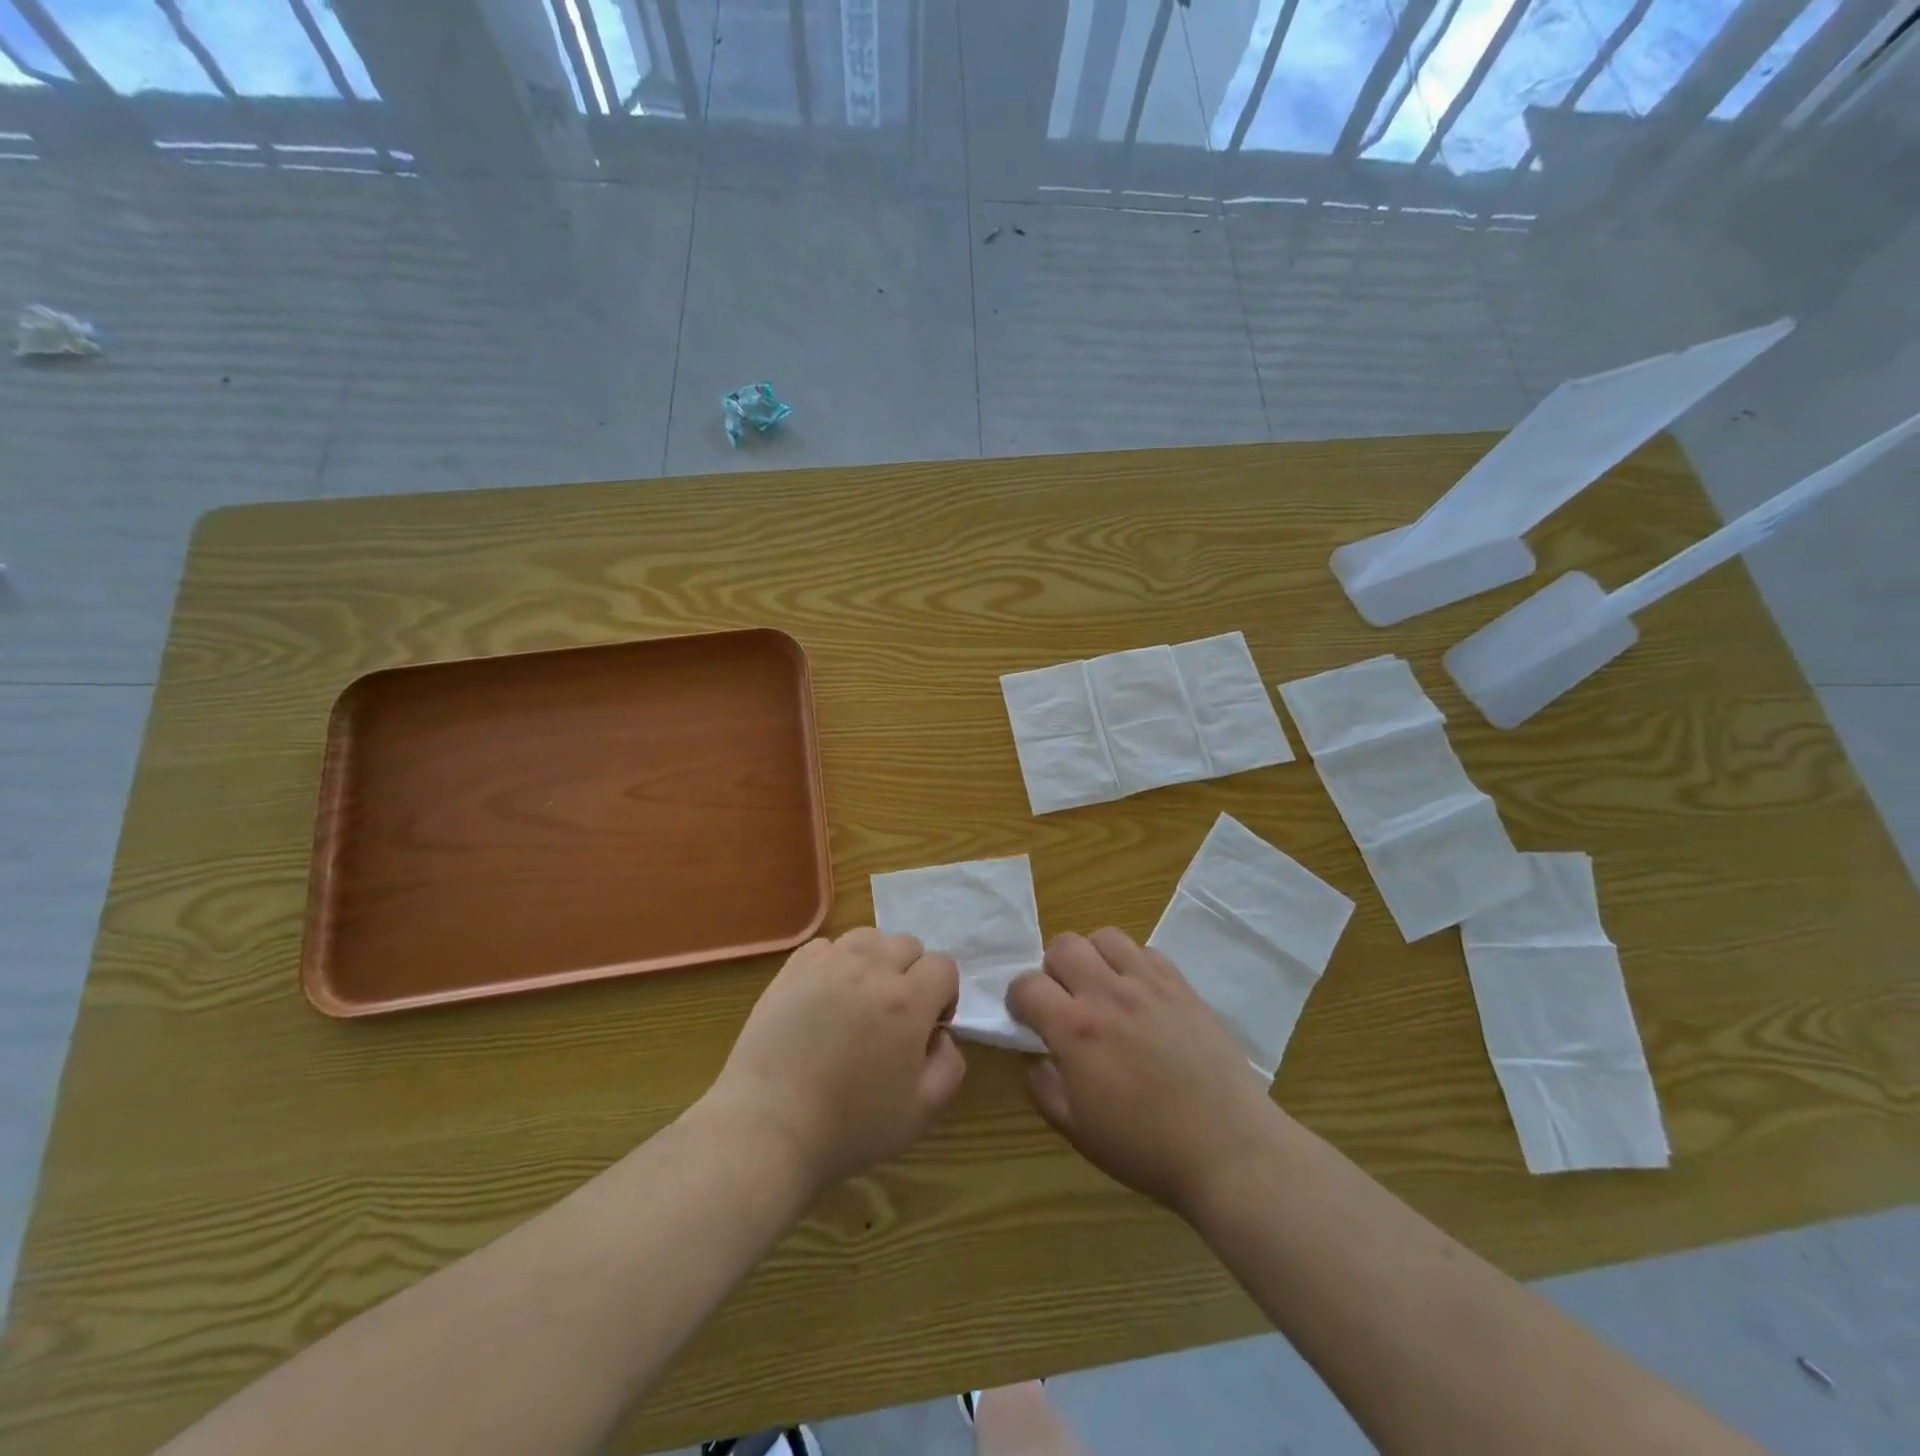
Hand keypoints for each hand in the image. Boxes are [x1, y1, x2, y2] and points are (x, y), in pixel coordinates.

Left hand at [703, 928, 966, 1192]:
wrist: (768, 1126)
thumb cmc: (849, 1125)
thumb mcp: (921, 1112)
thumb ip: (949, 1066)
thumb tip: (941, 1036)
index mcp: (908, 1001)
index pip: (943, 966)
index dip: (944, 995)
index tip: (928, 1028)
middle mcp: (872, 969)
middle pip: (908, 945)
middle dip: (912, 975)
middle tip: (894, 1016)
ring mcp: (829, 964)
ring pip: (869, 937)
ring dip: (876, 960)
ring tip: (861, 998)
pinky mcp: (793, 969)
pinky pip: (828, 946)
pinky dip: (836, 962)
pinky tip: (825, 997)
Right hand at [1008, 928, 1278, 1217]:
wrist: (1228, 1148)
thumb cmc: (1146, 1147)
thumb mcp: (1078, 1131)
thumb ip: (1044, 1088)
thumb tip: (1035, 1058)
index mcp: (1076, 1029)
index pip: (1027, 985)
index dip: (1018, 999)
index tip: (1025, 1017)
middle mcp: (1108, 993)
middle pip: (1063, 945)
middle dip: (1052, 969)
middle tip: (1064, 1000)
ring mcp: (1149, 984)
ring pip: (1105, 937)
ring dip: (1092, 957)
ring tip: (1101, 988)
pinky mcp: (1182, 986)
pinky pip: (1146, 951)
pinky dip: (1132, 964)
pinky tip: (1139, 995)